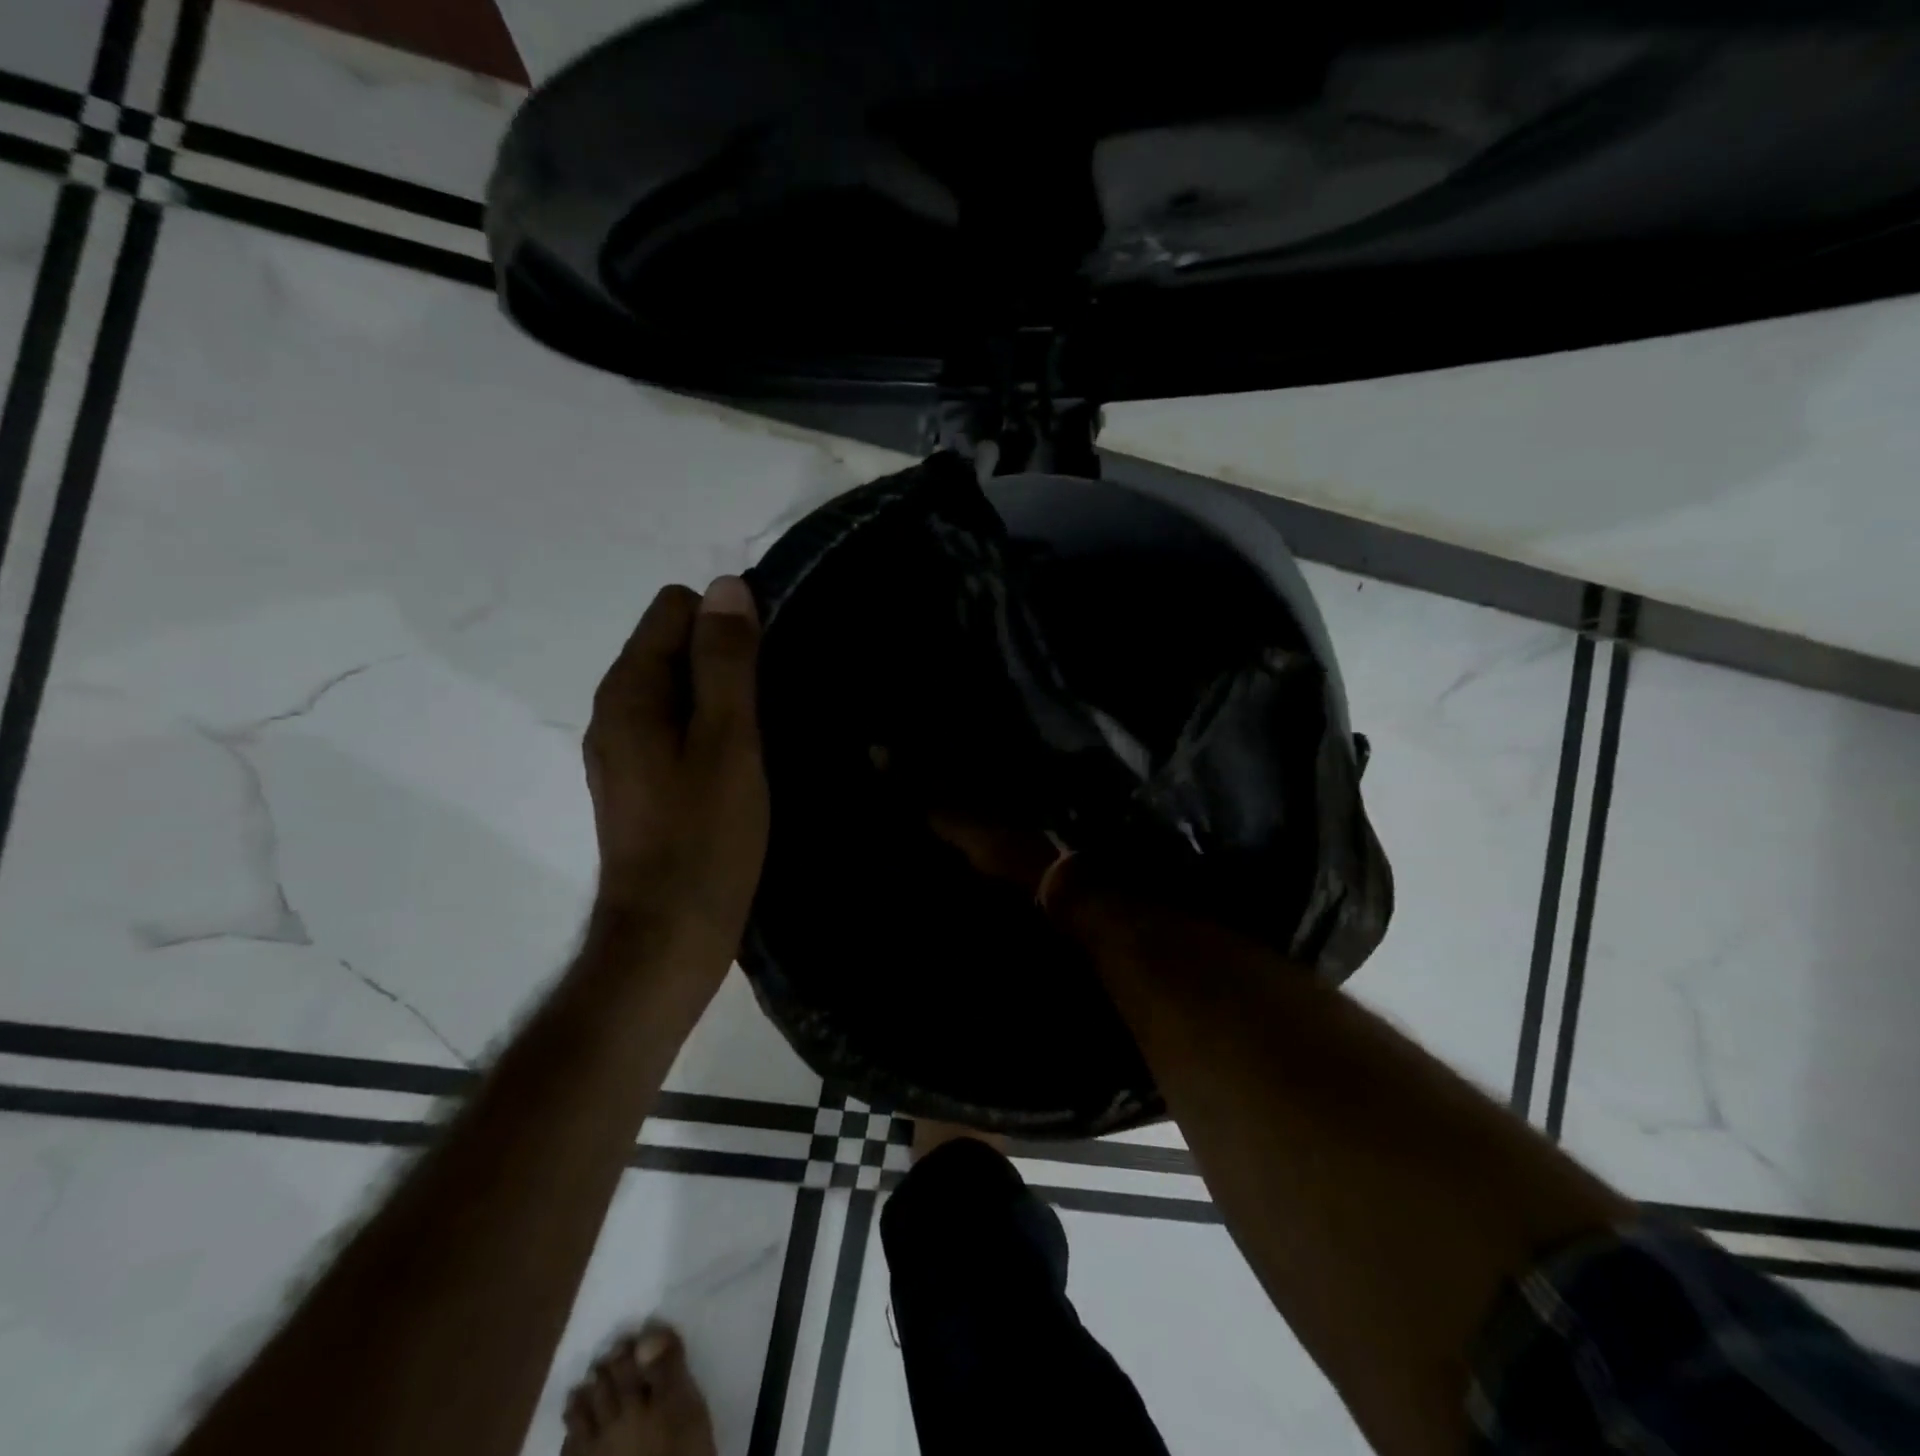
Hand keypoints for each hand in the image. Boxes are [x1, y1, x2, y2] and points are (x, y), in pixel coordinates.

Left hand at [583, 577, 768, 960]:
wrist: (668, 937)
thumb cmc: (705, 837)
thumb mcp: (728, 740)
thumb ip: (726, 662)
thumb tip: (727, 587)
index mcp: (629, 691)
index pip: (673, 609)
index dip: (726, 623)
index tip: (767, 667)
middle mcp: (614, 712)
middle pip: (673, 647)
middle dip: (725, 661)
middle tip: (772, 707)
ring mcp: (623, 751)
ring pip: (679, 692)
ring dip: (722, 700)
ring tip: (764, 737)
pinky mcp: (640, 784)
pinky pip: (677, 730)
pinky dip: (710, 733)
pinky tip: (742, 768)